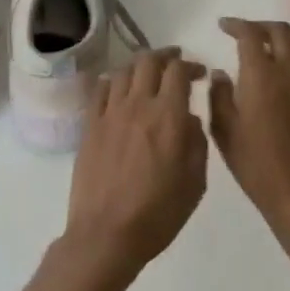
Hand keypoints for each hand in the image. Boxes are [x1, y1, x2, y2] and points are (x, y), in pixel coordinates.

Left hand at [61, 48, 208, 285]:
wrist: (107, 234)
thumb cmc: (158, 214)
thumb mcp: (194, 183)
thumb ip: (196, 143)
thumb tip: (189, 118)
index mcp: (168, 116)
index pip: (178, 71)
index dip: (191, 66)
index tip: (199, 73)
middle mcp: (138, 105)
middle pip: (149, 61)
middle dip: (166, 56)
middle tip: (175, 63)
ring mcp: (110, 112)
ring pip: (124, 70)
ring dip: (140, 66)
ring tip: (148, 74)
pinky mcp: (90, 124)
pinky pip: (101, 89)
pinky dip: (114, 81)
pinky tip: (119, 88)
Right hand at [211, 19, 289, 238]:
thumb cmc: (255, 163)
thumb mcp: (224, 130)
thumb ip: (219, 95)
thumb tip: (220, 73)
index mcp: (261, 75)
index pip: (250, 34)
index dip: (236, 24)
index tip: (223, 26)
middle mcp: (289, 71)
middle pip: (280, 31)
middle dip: (261, 26)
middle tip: (246, 33)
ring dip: (284, 38)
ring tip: (270, 47)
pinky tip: (289, 74)